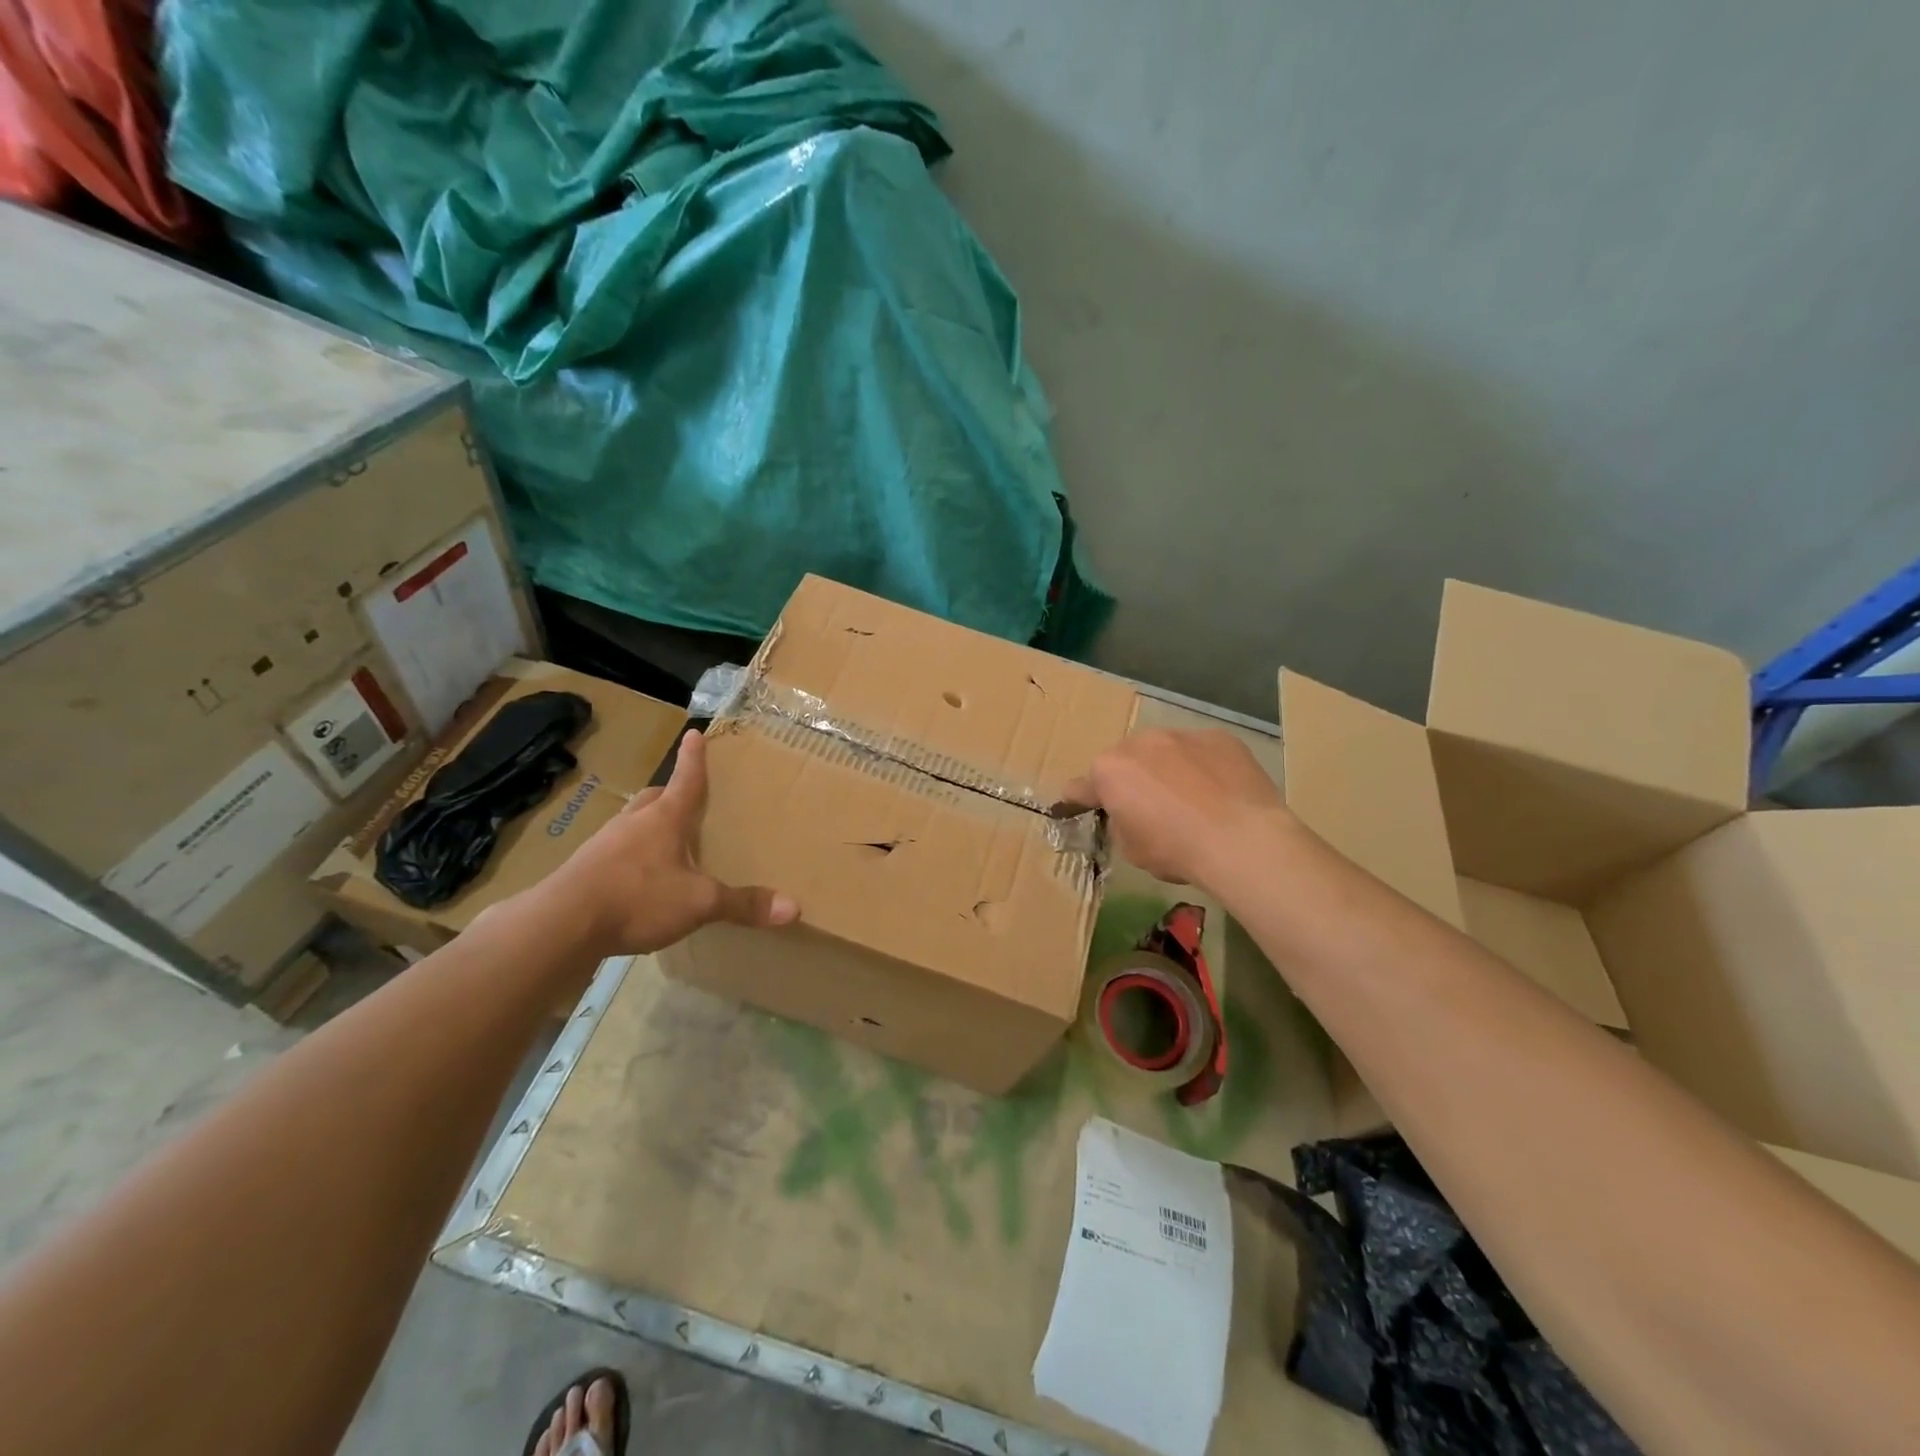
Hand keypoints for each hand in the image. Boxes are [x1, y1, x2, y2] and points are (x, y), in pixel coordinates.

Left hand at [534, 729, 797, 956]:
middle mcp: (633, 823)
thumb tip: (794, 908)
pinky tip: (637, 879)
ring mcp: (604, 845)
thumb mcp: (700, 902)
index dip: (694, 758)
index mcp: (664, 818)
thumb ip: (743, 904)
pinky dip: (630, 856)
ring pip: (632, 823)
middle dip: (670, 794)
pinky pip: (615, 853)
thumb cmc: (638, 898)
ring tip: (664, 840)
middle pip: (654, 798)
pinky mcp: (584, 871)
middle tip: (683, 796)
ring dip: (647, 825)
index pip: (686, 780)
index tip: (694, 733)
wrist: (561, 924)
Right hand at [1059, 728, 1289, 887]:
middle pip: (1126, 760)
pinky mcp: (1219, 737)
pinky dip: (1203, 766)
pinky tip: (1219, 791)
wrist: (1242, 839)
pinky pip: (1201, 751)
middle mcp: (1140, 743)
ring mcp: (1182, 735)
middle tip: (1148, 807)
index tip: (1083, 807)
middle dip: (1131, 779)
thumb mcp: (1132, 849)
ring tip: (1189, 797)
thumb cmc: (1176, 849)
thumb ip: (1120, 823)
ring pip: (1164, 750)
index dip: (1082, 800)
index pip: (1082, 786)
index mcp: (1109, 771)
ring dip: (1167, 768)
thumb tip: (1129, 815)